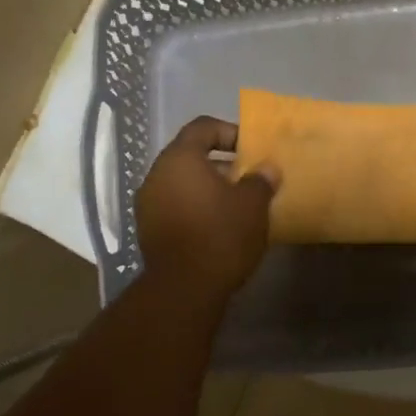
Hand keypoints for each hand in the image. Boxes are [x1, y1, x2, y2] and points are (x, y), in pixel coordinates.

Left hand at [136, 117, 278, 300]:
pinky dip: (195, 208)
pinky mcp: (148, 230)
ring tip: (235, 205)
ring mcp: (147, 204)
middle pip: (190, 156)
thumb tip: (268, 168)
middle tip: (247, 179)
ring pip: (181, 183)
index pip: (202, 127)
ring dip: (207, 188)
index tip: (250, 151)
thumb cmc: (221, 235)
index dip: (229, 132)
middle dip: (220, 164)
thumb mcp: (252, 205)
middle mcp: (156, 174)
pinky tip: (217, 226)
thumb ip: (260, 180)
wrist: (184, 288)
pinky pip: (174, 206)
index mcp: (180, 158)